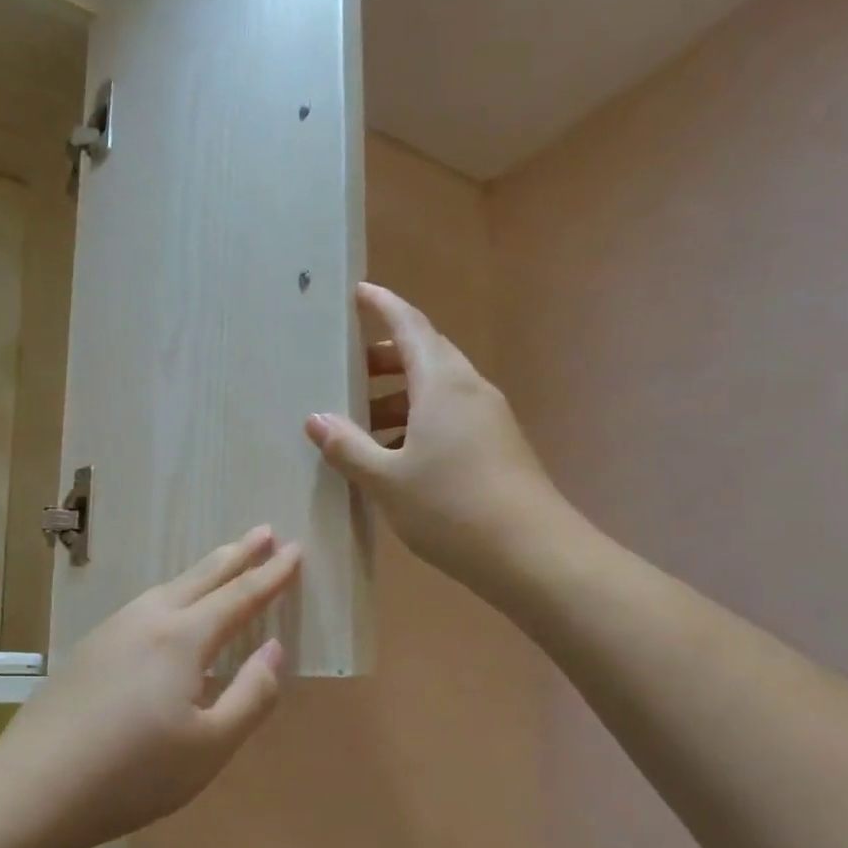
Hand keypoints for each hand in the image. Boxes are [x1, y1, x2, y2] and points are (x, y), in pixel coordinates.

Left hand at [0, 528, 300, 847]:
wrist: (34, 788)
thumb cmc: (134, 774)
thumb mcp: (211, 746)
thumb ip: (252, 694)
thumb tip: (275, 649)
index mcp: (182, 638)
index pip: (239, 596)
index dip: (271, 574)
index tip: (296, 549)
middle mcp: (147, 620)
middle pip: (201, 576)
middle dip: (237, 553)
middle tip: (264, 530)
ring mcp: (112, 630)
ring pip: (168, 587)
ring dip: (202, 571)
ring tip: (224, 562)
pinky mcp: (89, 648)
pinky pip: (144, 605)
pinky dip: (172, 594)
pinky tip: (169, 610)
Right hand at [306, 283, 558, 596]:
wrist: (532, 554)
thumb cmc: (451, 507)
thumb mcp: (386, 479)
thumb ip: (348, 446)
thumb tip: (315, 418)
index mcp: (443, 383)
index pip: (410, 325)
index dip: (383, 306)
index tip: (359, 292)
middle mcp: (469, 389)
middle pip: (425, 355)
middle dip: (384, 358)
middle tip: (346, 372)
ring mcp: (488, 418)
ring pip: (437, 390)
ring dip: (398, 397)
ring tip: (360, 424)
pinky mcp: (497, 445)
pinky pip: (450, 416)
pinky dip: (417, 421)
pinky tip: (394, 456)